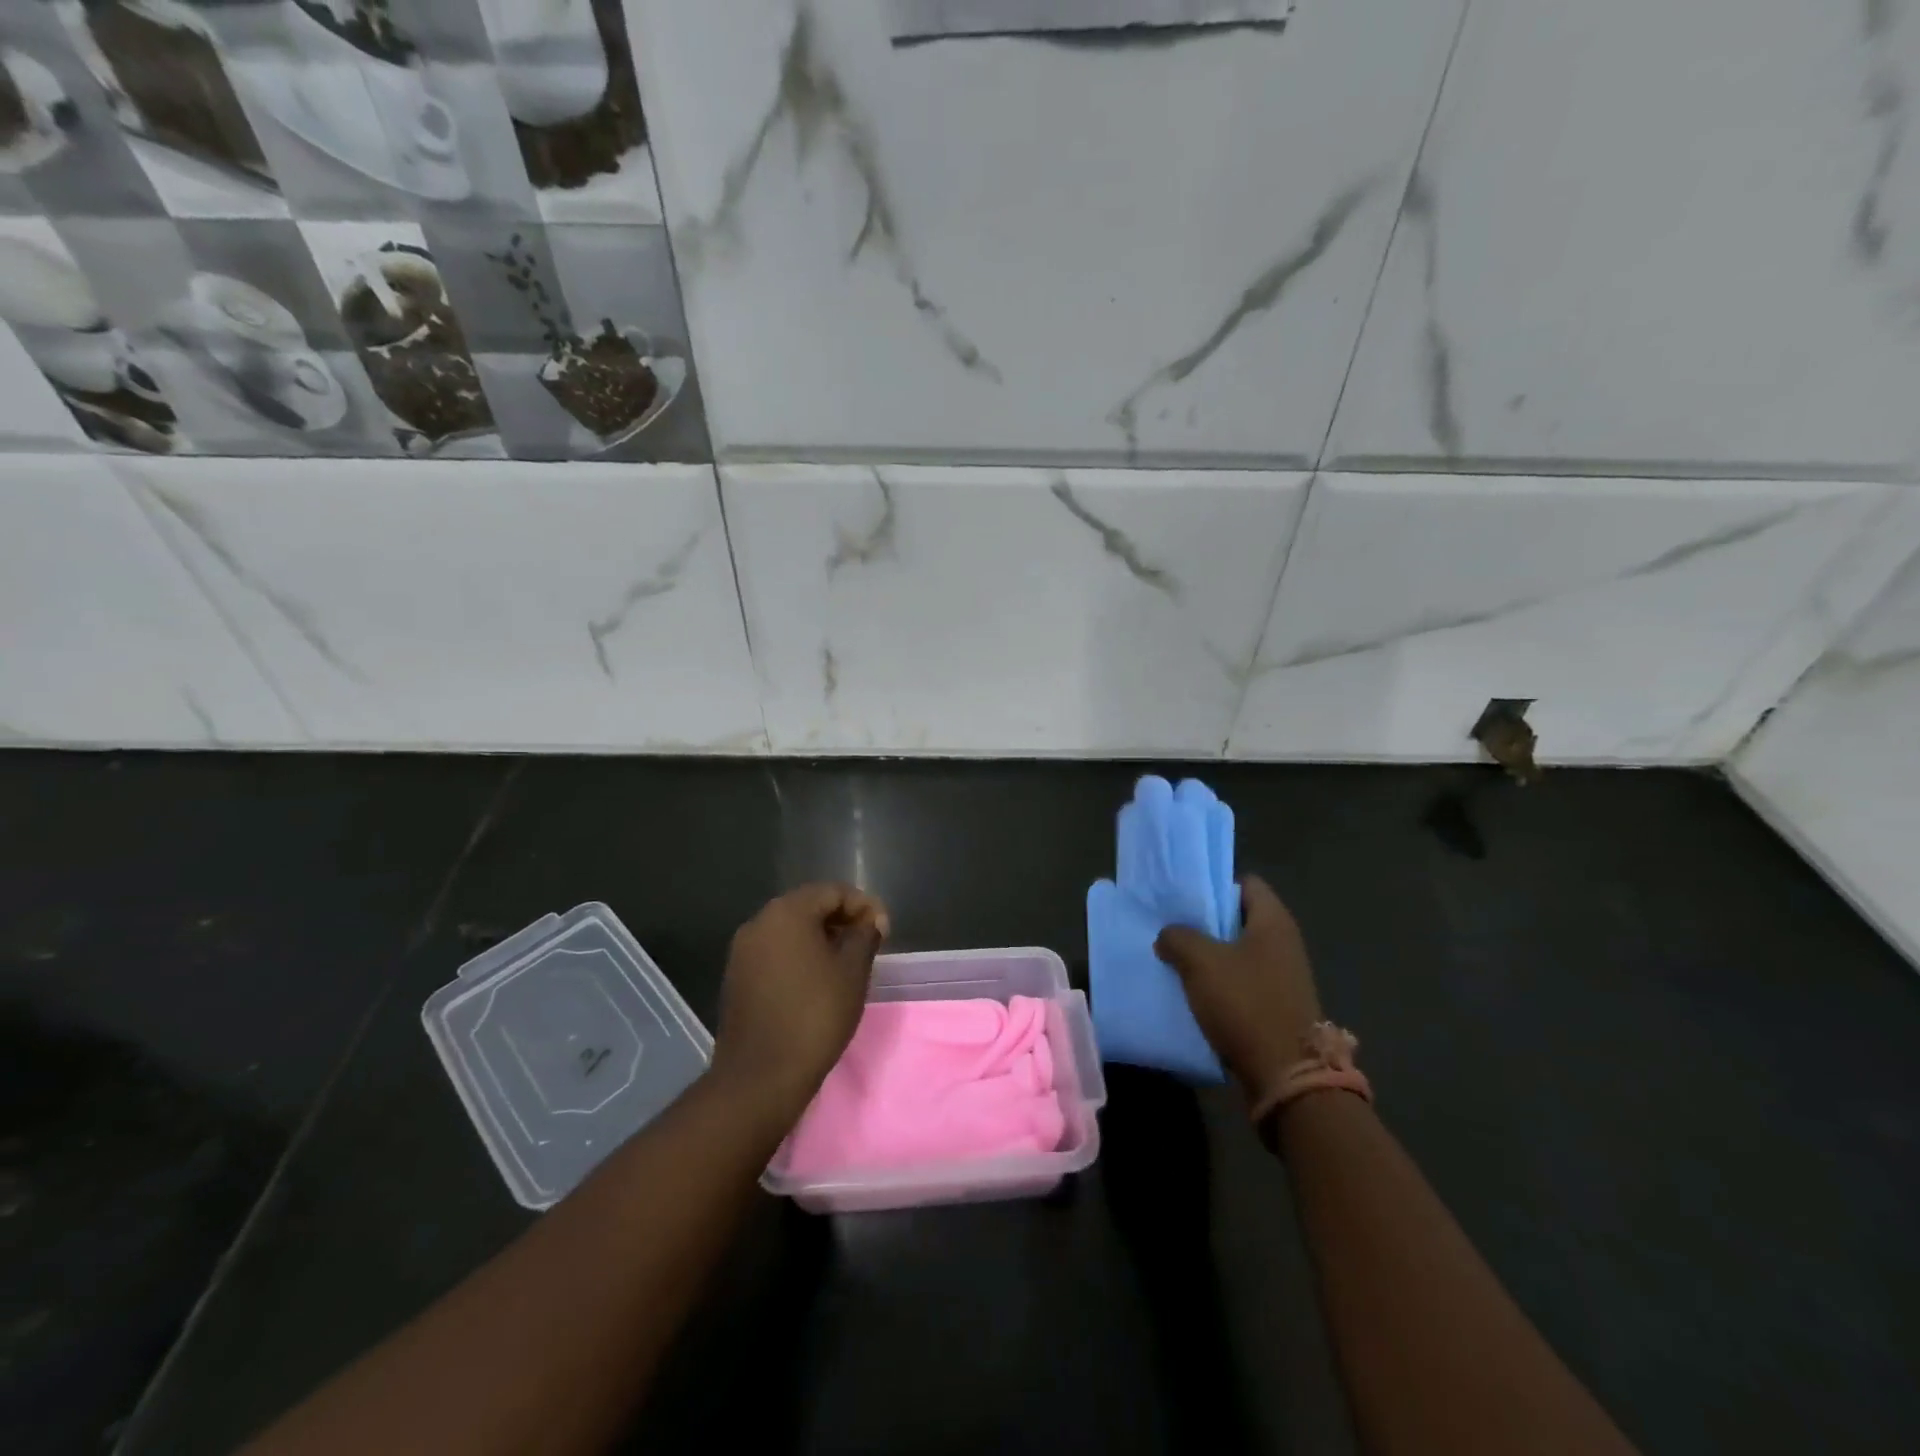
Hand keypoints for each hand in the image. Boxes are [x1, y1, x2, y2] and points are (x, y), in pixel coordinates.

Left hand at [710, 883, 890, 1122]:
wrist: (760, 1077)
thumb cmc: (815, 1015)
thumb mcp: (852, 972)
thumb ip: (865, 936)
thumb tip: (871, 921)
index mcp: (787, 912)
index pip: (833, 891)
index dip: (864, 906)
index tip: (885, 931)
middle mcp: (759, 922)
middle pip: (808, 906)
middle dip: (842, 919)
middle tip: (869, 944)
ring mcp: (743, 950)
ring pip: (790, 929)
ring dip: (821, 938)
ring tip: (846, 963)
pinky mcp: (736, 976)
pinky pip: (774, 951)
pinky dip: (799, 955)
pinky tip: (817, 980)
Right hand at [1155, 875, 1322, 1099]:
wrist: (1286, 1075)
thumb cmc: (1246, 1003)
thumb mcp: (1200, 961)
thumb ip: (1177, 937)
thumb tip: (1169, 936)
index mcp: (1273, 921)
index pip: (1245, 883)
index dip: (1214, 885)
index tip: (1184, 897)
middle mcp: (1284, 943)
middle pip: (1239, 918)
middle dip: (1205, 922)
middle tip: (1172, 926)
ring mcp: (1283, 976)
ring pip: (1238, 952)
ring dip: (1209, 956)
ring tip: (1175, 959)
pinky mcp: (1277, 1006)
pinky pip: (1242, 982)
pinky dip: (1219, 983)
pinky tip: (1193, 992)